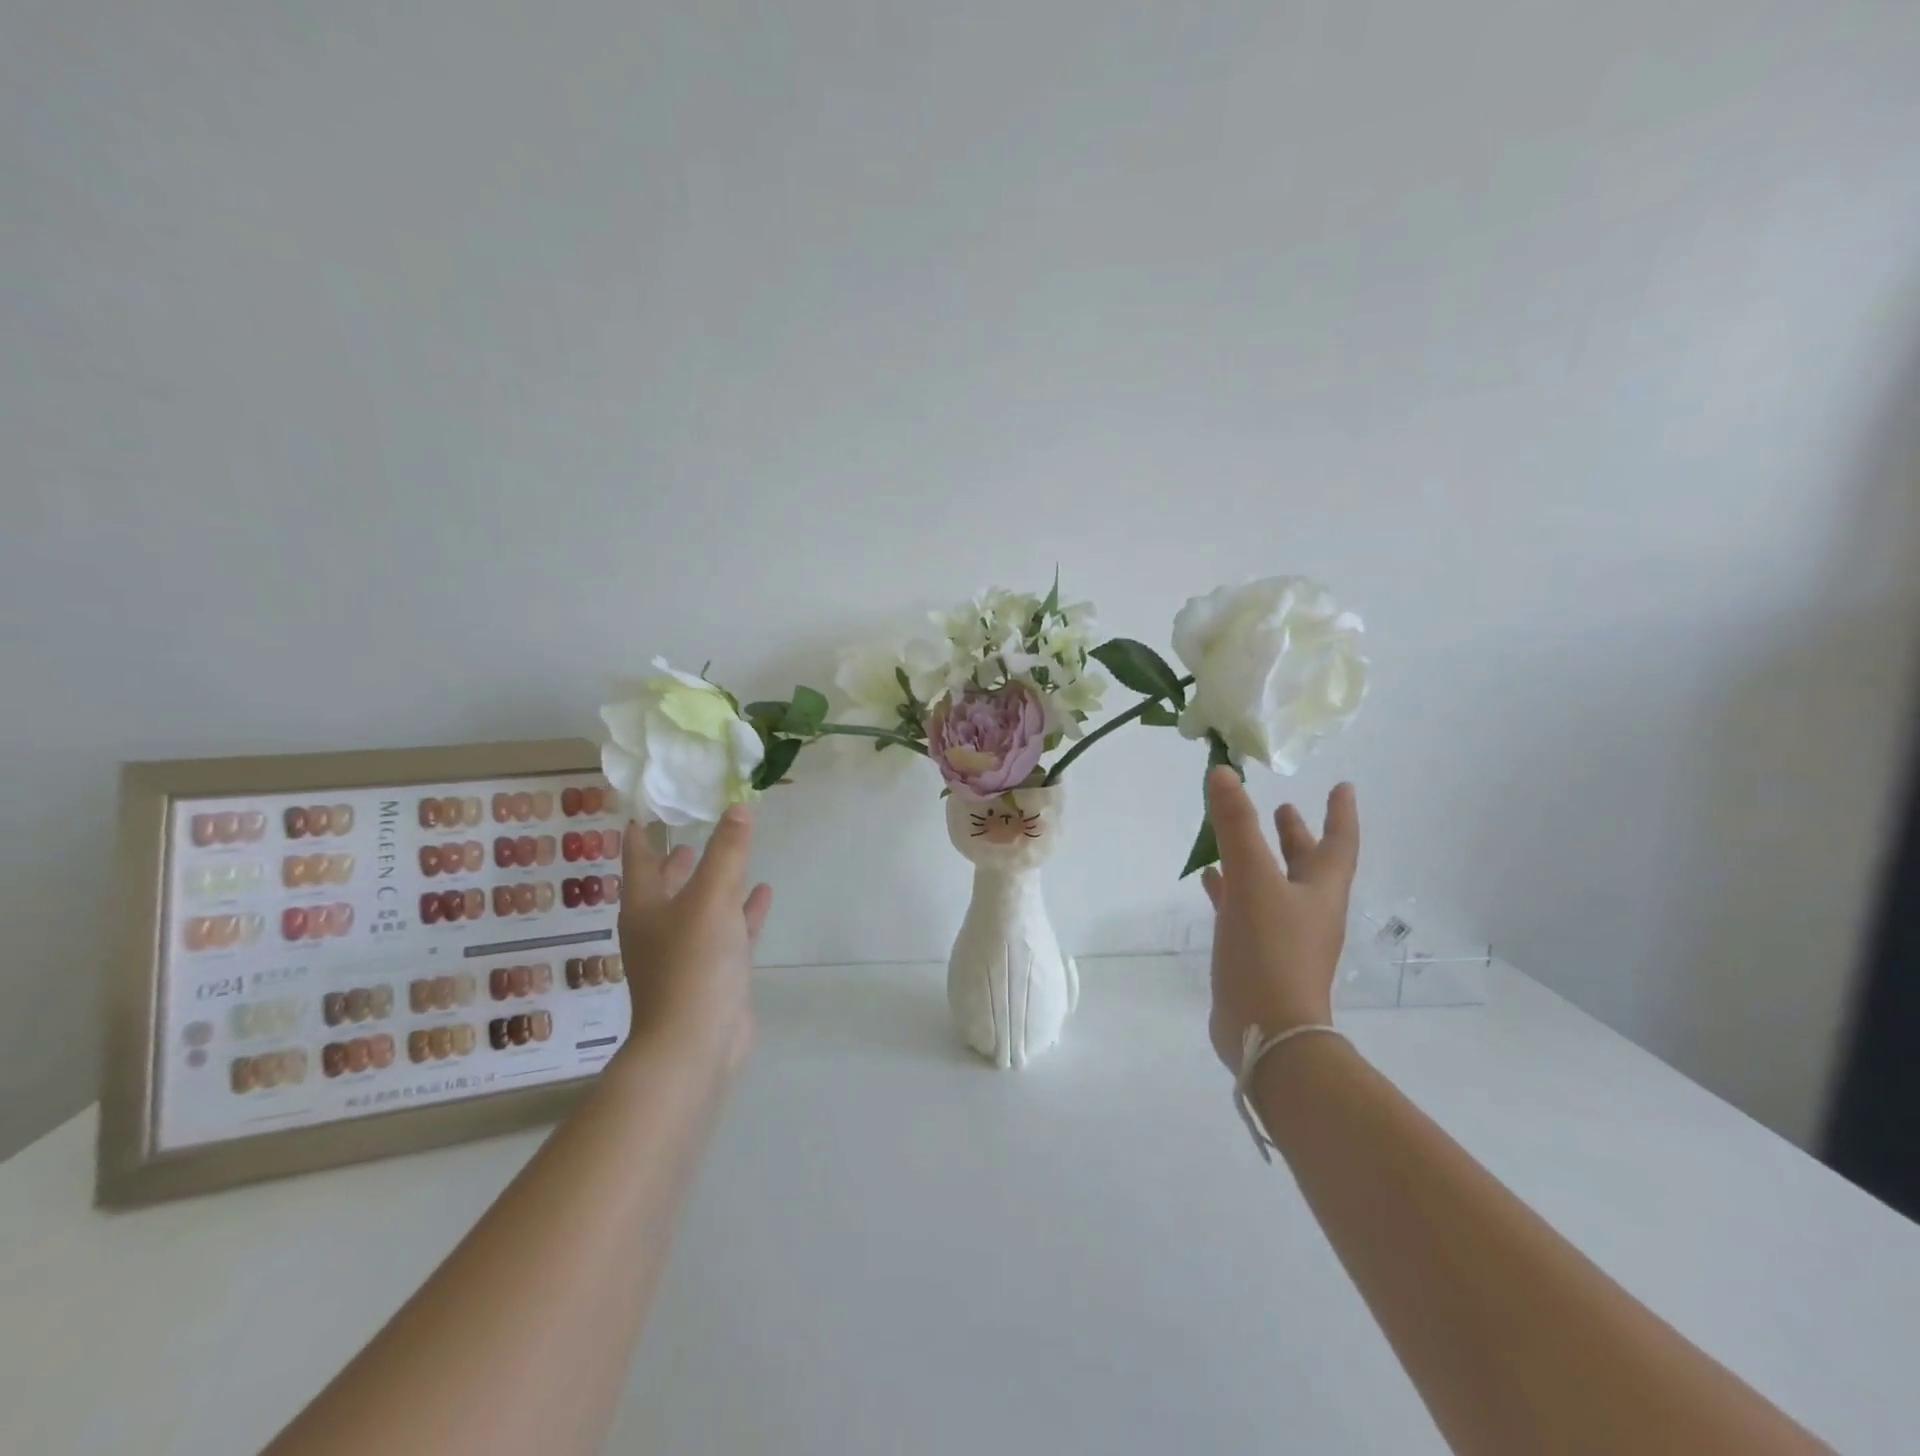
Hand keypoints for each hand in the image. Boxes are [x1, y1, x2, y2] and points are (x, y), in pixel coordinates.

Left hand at [617, 805, 773, 1076]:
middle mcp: (659, 928)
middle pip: (667, 884)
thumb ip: (727, 852)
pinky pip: (729, 930)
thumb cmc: (693, 963)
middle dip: (677, 858)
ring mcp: (687, 953)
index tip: (644, 810)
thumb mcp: (711, 898)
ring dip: (715, 881)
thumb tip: (738, 808)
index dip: (641, 834)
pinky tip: (763, 893)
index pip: (638, 859)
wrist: (696, 1043)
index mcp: (645, 908)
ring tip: (733, 853)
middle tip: (691, 828)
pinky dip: (743, 911)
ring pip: (701, 906)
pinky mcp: (714, 973)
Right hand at [1200, 767, 1358, 1070]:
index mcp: (1320, 890)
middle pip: (1307, 863)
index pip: (1338, 842)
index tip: (1342, 786)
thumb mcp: (1252, 880)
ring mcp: (1284, 935)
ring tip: (1239, 837)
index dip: (1340, 812)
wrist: (1268, 1031)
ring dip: (1262, 859)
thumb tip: (1223, 773)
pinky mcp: (1258, 954)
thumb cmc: (1270, 950)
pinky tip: (1209, 880)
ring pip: (1275, 885)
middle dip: (1296, 834)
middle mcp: (1308, 909)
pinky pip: (1246, 908)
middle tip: (1283, 807)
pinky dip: (1231, 889)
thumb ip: (1236, 826)